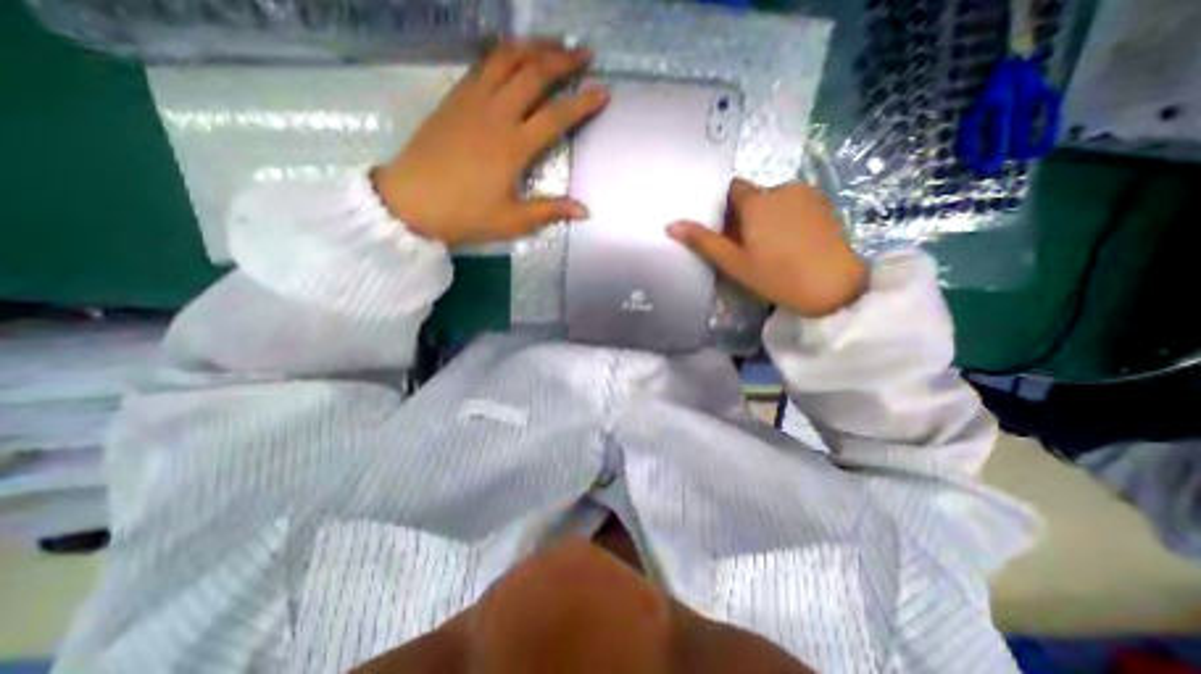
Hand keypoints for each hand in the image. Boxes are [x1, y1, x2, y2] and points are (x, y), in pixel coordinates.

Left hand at [374, 39, 611, 244]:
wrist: (411, 201)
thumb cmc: (465, 214)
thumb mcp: (512, 220)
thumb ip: (550, 211)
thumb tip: (585, 211)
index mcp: (514, 146)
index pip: (557, 116)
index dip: (583, 102)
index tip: (604, 92)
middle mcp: (496, 114)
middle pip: (534, 74)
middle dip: (563, 60)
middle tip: (585, 54)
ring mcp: (472, 101)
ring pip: (506, 59)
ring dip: (533, 47)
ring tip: (554, 45)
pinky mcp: (454, 98)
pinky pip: (483, 64)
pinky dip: (503, 53)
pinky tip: (514, 55)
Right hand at [671, 177, 869, 316]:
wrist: (833, 287)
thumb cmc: (776, 275)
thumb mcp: (733, 262)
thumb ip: (703, 241)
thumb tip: (671, 225)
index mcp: (757, 200)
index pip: (733, 190)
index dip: (726, 209)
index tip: (726, 232)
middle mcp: (782, 188)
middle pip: (754, 197)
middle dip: (746, 216)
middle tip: (747, 247)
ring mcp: (808, 195)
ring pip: (776, 201)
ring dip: (768, 217)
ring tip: (771, 248)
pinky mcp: (826, 206)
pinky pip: (796, 205)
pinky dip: (788, 219)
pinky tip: (793, 244)